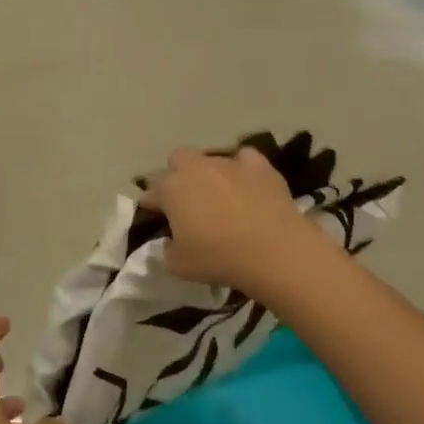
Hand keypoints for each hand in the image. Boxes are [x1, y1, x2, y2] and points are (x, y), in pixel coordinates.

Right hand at [141, 147, 322, 292]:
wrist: (273, 250)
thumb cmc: (218, 258)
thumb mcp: (178, 266)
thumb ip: (167, 250)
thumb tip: (172, 242)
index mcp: (170, 189)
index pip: (150, 192)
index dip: (151, 205)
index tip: (157, 219)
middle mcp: (195, 168)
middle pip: (177, 160)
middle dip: (178, 175)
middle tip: (188, 201)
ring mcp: (228, 163)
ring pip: (211, 159)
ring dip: (211, 174)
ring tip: (222, 197)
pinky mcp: (258, 166)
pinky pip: (245, 158)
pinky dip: (243, 169)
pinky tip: (247, 184)